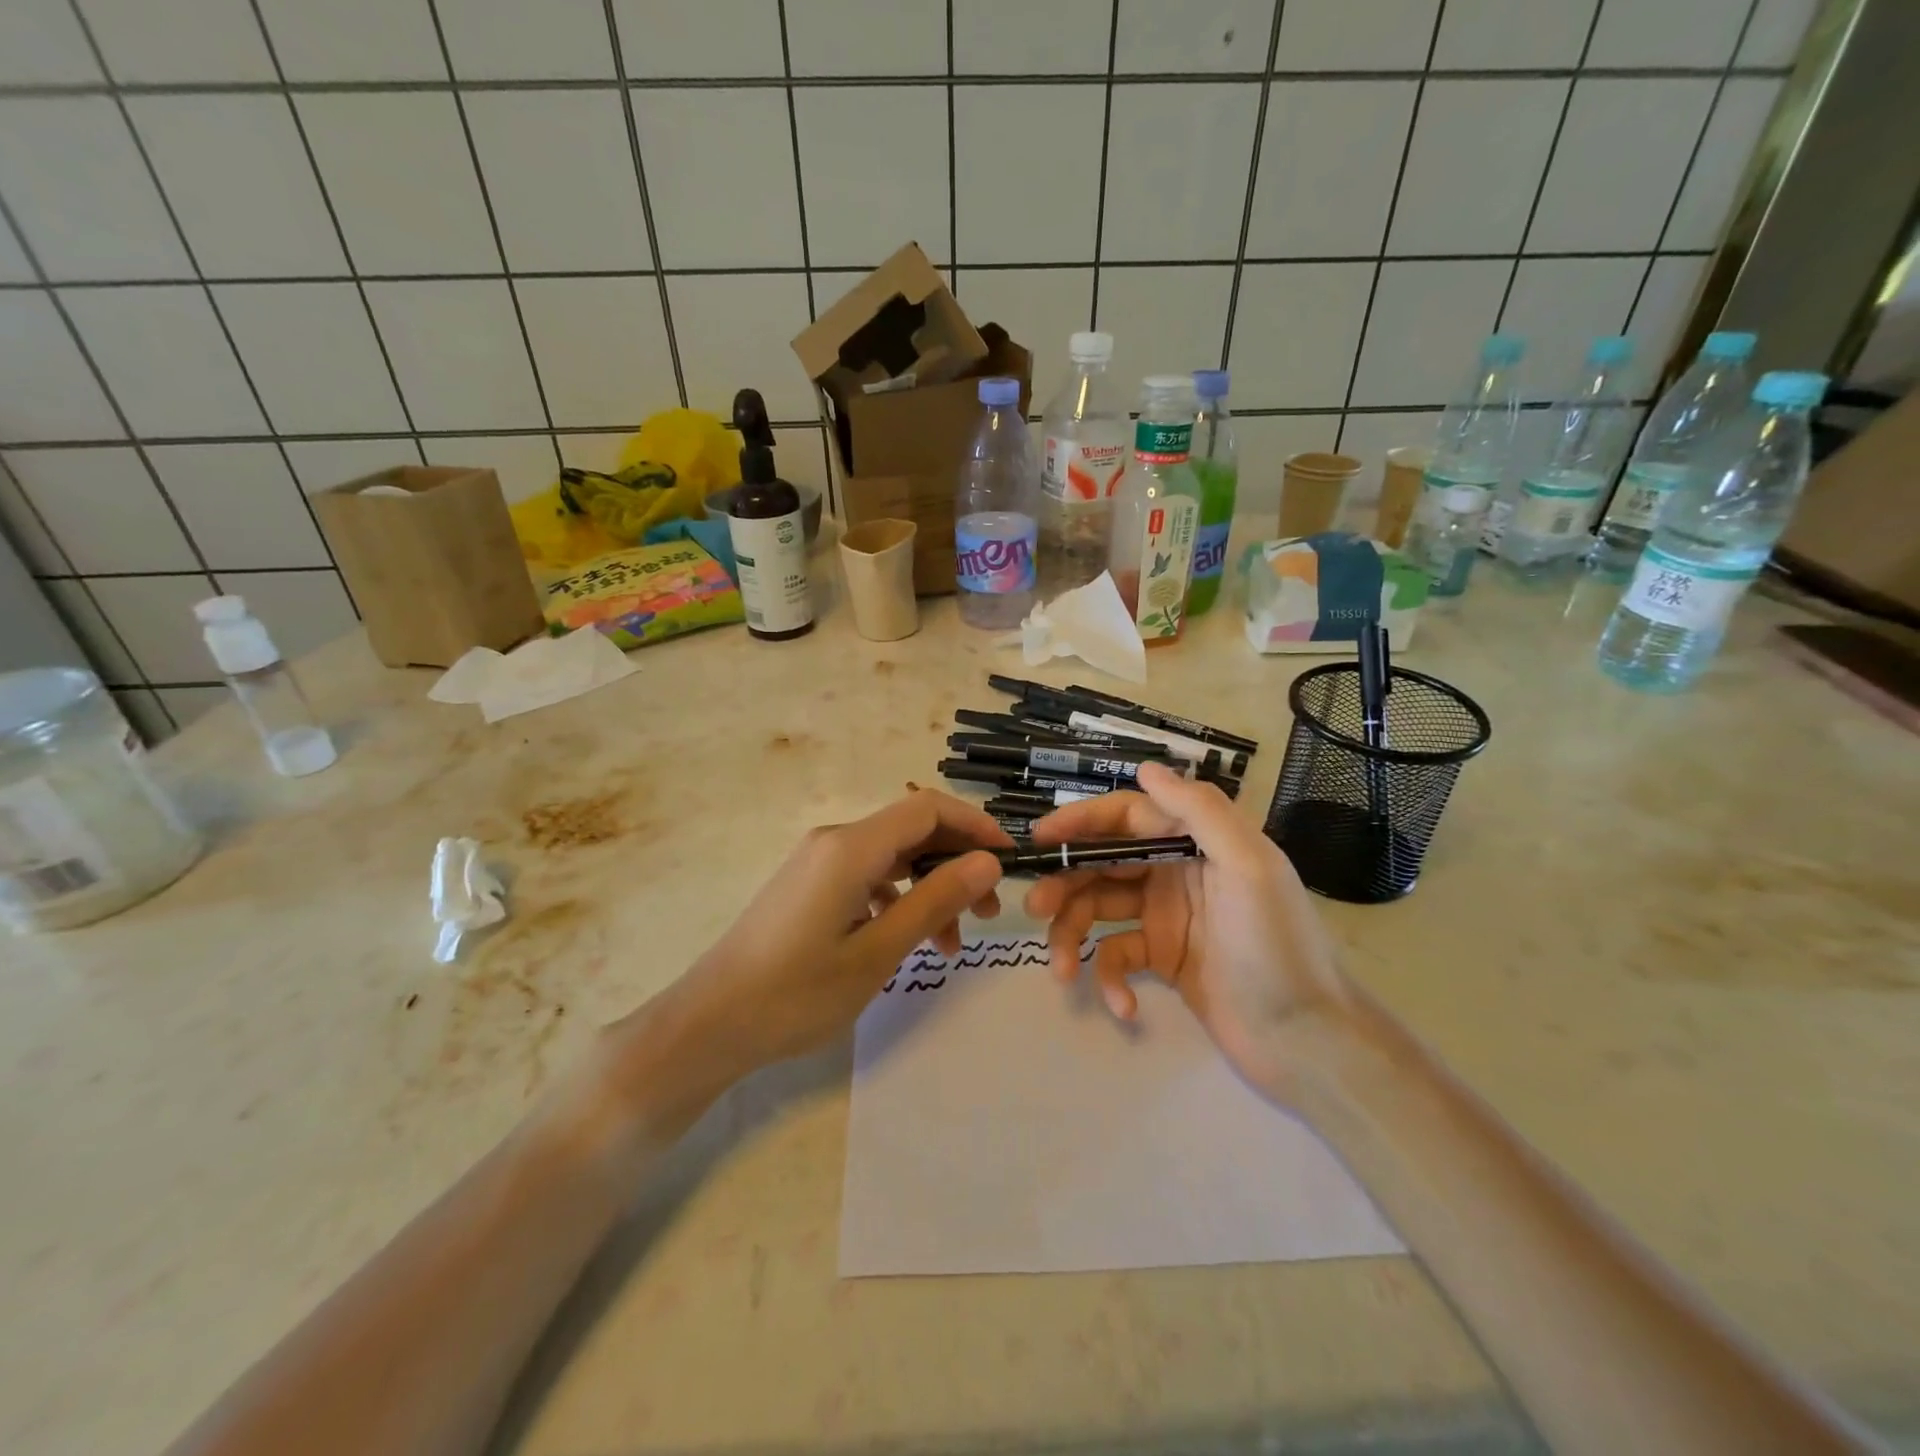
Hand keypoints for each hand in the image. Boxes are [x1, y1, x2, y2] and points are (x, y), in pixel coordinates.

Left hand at [665, 790, 1011, 1075]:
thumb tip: (988, 863)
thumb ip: (935, 901)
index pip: (928, 809)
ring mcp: (818, 863)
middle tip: (990, 911)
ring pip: (892, 859)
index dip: (975, 826)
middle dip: (957, 863)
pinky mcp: (810, 886)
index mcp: (851, 847)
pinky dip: (898, 902)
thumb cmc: (796, 993)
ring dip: (930, 890)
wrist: (710, 1024)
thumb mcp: (877, 952)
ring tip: (952, 944)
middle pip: (912, 831)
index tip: (1010, 859)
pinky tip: (907, 941)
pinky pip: (868, 878)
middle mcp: (835, 841)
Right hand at [1023, 761, 1345, 1099]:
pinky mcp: (1162, 960)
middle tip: (1035, 906)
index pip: (1127, 817)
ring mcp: (1165, 918)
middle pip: (1103, 864)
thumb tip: (1145, 768)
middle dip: (1066, 882)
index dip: (1082, 821)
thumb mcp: (1248, 867)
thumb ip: (1200, 812)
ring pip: (1099, 910)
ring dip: (1073, 935)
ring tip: (1060, 968)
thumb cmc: (1277, 947)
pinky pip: (1117, 957)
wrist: (1307, 1041)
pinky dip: (1111, 980)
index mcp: (1196, 843)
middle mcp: (1176, 872)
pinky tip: (1123, 1006)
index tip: (1042, 837)